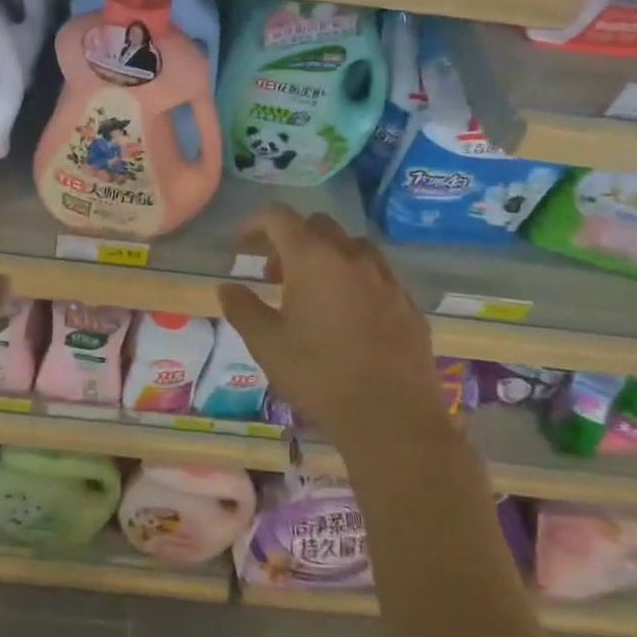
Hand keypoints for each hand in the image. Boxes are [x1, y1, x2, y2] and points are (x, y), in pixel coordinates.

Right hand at [217, 204, 444, 451]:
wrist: (392, 419)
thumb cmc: (319, 377)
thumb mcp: (266, 345)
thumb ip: (242, 309)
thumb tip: (227, 287)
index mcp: (313, 258)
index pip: (278, 217)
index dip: (255, 223)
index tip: (241, 244)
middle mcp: (352, 257)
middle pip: (317, 226)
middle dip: (291, 240)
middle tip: (275, 275)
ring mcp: (386, 279)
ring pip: (352, 247)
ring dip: (327, 257)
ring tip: (314, 294)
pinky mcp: (408, 305)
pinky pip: (378, 276)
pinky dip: (356, 281)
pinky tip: (350, 317)